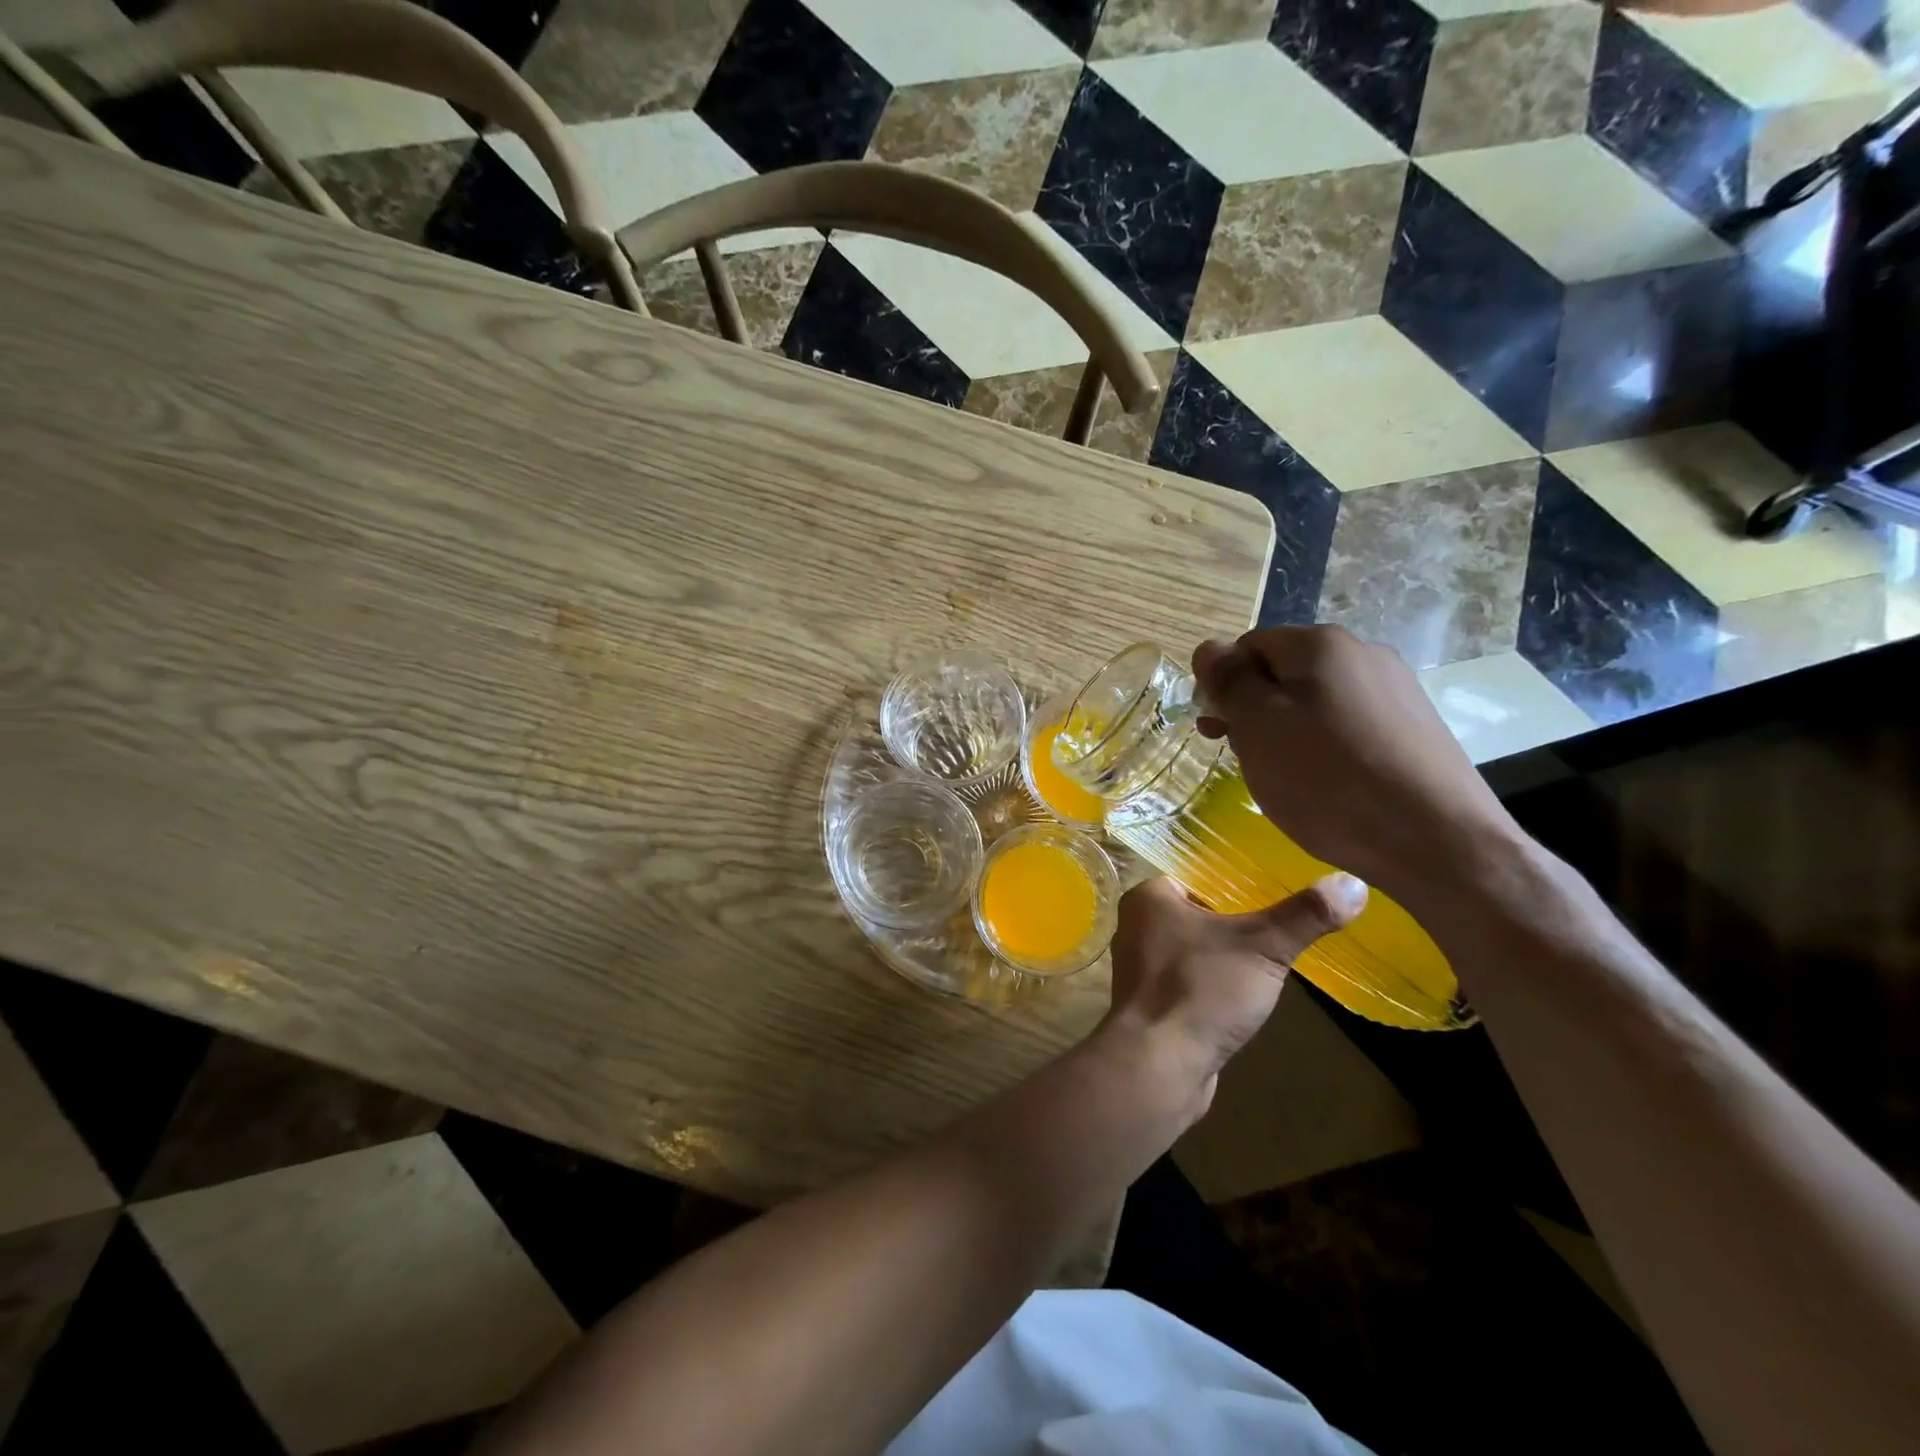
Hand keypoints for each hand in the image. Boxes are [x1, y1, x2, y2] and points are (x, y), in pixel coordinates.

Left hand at [1104, 873, 1366, 1115]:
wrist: (1157, 1068)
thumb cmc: (1199, 990)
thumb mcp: (1261, 946)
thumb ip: (1304, 915)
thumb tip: (1353, 883)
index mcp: (1150, 897)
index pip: (1203, 877)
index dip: (1242, 885)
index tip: (1282, 894)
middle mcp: (1138, 926)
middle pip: (1203, 914)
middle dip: (1242, 925)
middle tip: (1286, 929)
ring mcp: (1143, 968)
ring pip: (1199, 951)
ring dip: (1231, 959)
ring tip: (1274, 962)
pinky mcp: (1155, 1005)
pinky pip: (1194, 983)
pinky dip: (1218, 987)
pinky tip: (1248, 998)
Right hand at [1192, 627, 1525, 912]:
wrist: (1437, 841)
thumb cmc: (1328, 779)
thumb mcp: (1258, 727)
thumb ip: (1229, 681)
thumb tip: (1209, 647)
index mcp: (1320, 644)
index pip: (1248, 648)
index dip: (1224, 687)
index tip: (1217, 733)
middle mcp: (1363, 652)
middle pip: (1284, 673)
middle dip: (1255, 711)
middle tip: (1247, 759)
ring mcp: (1397, 689)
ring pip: (1317, 701)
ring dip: (1288, 731)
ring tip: (1288, 778)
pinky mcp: (1417, 727)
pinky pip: (1351, 725)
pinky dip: (1327, 748)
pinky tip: (1330, 785)